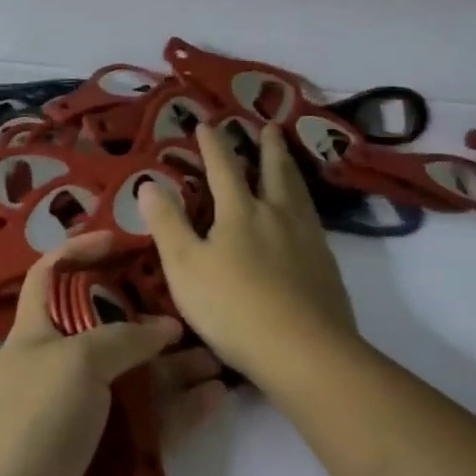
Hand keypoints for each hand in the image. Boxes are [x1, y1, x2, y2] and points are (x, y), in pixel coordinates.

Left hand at [0, 233, 226, 475]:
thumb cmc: (30, 421)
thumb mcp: (75, 360)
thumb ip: (125, 337)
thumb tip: (166, 327)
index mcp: (41, 329)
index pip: (53, 273)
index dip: (80, 251)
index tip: (123, 238)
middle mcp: (66, 364)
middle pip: (111, 325)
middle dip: (150, 312)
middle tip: (197, 303)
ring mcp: (88, 412)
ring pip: (140, 376)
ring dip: (177, 365)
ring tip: (221, 354)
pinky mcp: (110, 456)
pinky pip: (154, 424)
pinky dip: (183, 410)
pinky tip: (216, 397)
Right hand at [138, 121, 358, 385]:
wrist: (304, 351)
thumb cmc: (234, 308)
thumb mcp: (185, 267)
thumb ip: (167, 224)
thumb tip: (149, 184)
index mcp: (240, 212)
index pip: (223, 167)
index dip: (213, 144)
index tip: (207, 124)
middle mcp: (276, 215)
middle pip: (274, 171)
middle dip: (268, 147)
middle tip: (270, 127)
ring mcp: (307, 238)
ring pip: (298, 192)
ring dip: (290, 169)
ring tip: (289, 158)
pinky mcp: (326, 265)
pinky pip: (314, 220)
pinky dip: (306, 204)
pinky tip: (307, 216)